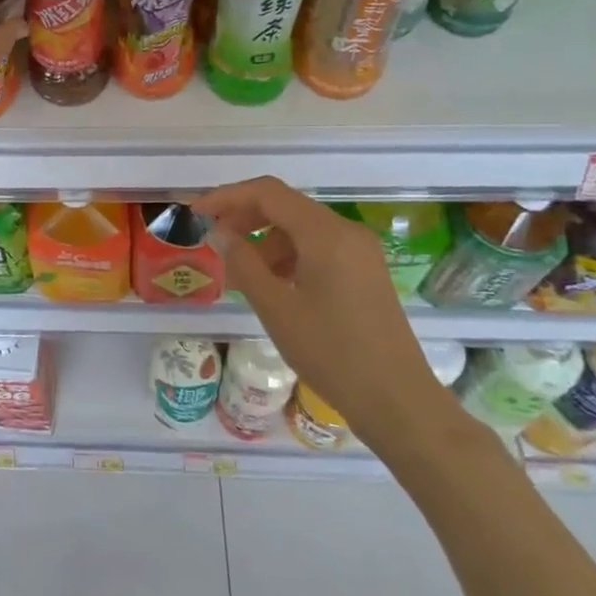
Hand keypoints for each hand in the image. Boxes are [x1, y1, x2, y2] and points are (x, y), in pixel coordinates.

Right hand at [193, 177, 463, 453]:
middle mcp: (346, 231)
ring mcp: (359, 252)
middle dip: (244, 217)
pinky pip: (317, 249)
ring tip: (238, 273)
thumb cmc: (332, 353)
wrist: (398, 402)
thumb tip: (219, 233)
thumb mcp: (276, 308)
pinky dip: (287, 257)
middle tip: (212, 239)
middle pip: (285, 206)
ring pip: (300, 229)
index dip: (227, 197)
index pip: (267, 193)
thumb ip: (243, 263)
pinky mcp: (364, 273)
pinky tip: (271, 285)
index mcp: (326, 233)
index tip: (196, 214)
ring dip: (264, 240)